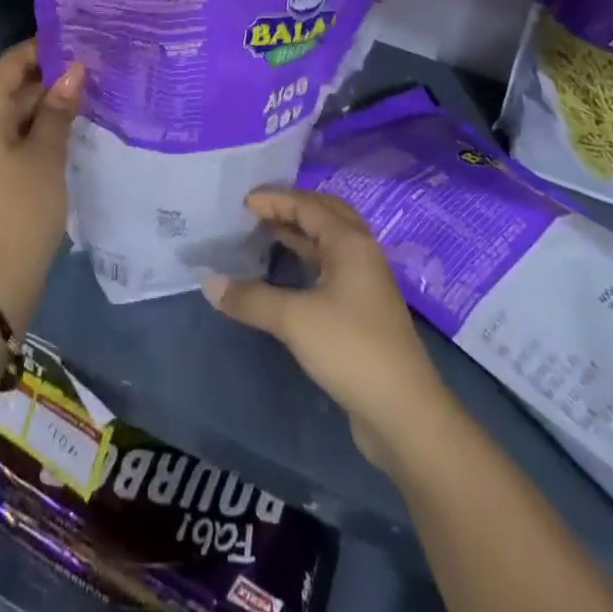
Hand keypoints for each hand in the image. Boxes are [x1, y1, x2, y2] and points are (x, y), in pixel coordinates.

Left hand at [0, 38, 82, 330]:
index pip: (8, 65)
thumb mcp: (46, 157)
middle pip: (5, 88)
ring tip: (84, 92)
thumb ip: (59, 109)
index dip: (41, 50)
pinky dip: (28, 128)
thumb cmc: (21, 214)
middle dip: (46, 78)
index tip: (78, 41)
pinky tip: (62, 126)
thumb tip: (75, 69)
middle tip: (90, 68)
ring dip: (40, 104)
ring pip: (5, 113)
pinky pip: (0, 135)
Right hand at [202, 189, 451, 473]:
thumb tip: (209, 283)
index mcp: (349, 242)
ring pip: (328, 242)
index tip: (242, 202)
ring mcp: (365, 282)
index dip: (275, 200)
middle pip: (324, 215)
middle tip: (256, 212)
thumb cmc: (350, 348)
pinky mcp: (363, 310)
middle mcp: (361, 252)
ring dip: (299, 234)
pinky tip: (285, 274)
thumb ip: (251, 298)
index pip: (308, 205)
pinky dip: (306, 260)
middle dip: (291, 209)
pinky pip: (330, 268)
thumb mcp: (294, 319)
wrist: (403, 411)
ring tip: (264, 235)